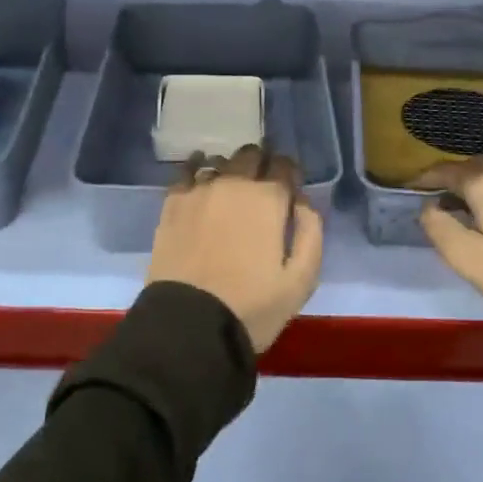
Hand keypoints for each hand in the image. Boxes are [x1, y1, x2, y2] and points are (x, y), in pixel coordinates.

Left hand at [148, 145, 324, 353]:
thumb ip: (310, 232)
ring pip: (220, 161)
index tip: (290, 189)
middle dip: (261, 165)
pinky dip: (196, 168)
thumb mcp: (301, 280)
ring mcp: (199, 190)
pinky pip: (186, 172)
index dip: (289, 173)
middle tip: (262, 188)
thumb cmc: (252, 306)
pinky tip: (198, 174)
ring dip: (231, 169)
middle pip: (251, 155)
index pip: (284, 165)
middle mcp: (234, 183)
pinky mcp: (172, 204)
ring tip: (231, 187)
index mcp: (268, 198)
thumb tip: (302, 202)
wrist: (189, 326)